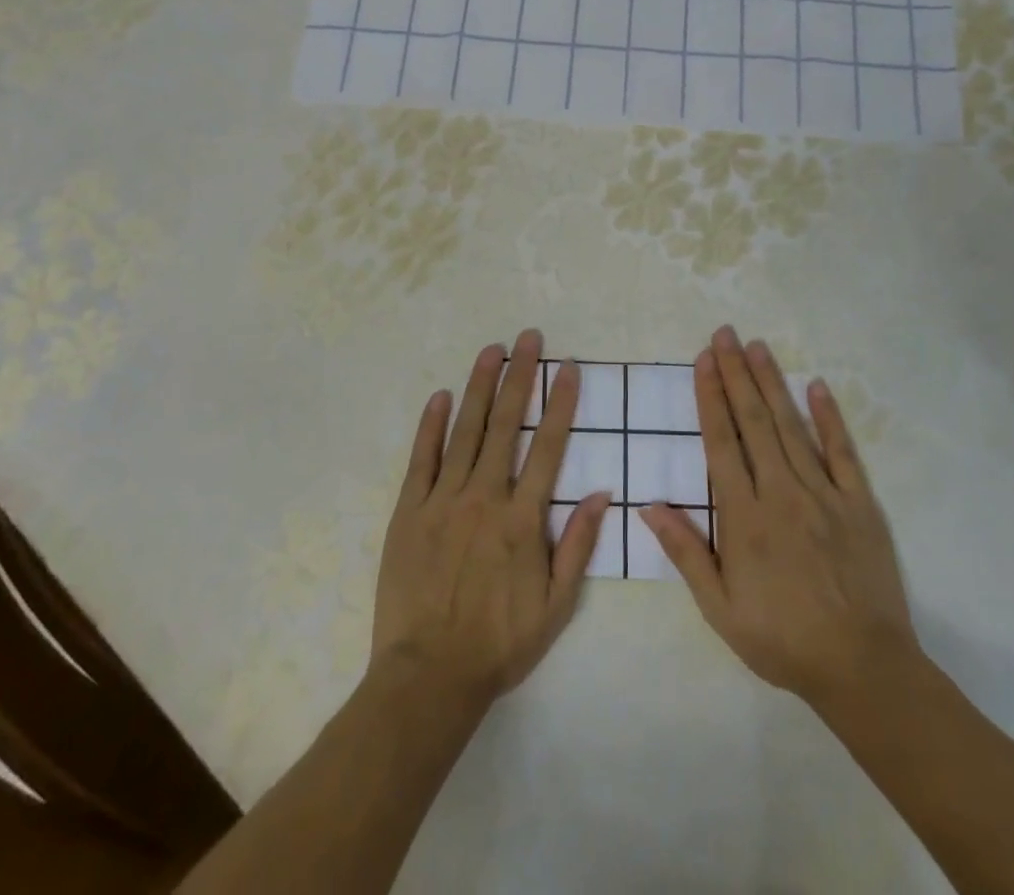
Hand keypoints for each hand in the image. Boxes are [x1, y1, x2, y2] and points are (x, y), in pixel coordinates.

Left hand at [372, 328, 611, 705]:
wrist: (428, 675)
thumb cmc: (499, 642)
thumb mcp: (556, 605)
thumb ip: (578, 545)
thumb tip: (603, 493)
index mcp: (522, 519)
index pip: (548, 447)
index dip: (559, 403)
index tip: (567, 367)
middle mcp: (485, 497)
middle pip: (506, 424)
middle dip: (519, 376)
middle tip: (528, 337)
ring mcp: (444, 500)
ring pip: (465, 431)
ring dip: (480, 387)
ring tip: (491, 350)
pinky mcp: (410, 511)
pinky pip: (422, 459)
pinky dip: (431, 425)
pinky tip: (440, 396)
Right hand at [641, 326, 916, 706]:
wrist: (862, 668)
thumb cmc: (782, 639)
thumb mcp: (720, 608)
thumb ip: (685, 552)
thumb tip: (648, 505)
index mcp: (745, 516)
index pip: (722, 442)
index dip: (710, 397)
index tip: (703, 361)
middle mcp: (781, 492)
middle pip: (754, 422)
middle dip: (736, 374)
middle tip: (724, 334)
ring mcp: (823, 494)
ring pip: (791, 427)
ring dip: (771, 383)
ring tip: (757, 346)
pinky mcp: (859, 503)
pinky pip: (842, 452)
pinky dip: (828, 417)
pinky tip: (816, 386)